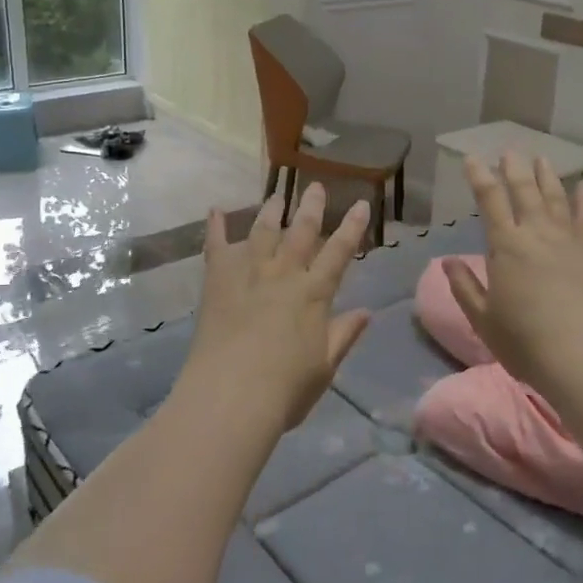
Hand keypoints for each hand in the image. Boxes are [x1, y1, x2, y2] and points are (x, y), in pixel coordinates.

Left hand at [179, 183, 373, 433]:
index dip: (351, 227)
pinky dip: (215, 226)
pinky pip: (216, 246)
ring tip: (277, 195)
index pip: (339, 252)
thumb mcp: (324, 366)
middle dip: (311, 206)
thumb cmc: (285, 389)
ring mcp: (248, 273)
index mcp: (314, 294)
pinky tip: (215, 209)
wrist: (230, 396)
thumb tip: (367, 312)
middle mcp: (283, 274)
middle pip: (300, 231)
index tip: (360, 204)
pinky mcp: (217, 280)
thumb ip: (343, 334)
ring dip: (271, 210)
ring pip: (262, 231)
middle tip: (315, 185)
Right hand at [443, 153, 582, 405]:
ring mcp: (567, 242)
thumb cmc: (524, 341)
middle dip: (514, 169)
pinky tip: (582, 186)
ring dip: (547, 176)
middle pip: (525, 191)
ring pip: (555, 198)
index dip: (480, 177)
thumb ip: (465, 287)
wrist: (582, 358)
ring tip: (542, 158)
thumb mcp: (483, 319)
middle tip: (510, 150)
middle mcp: (536, 234)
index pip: (490, 201)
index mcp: (506, 246)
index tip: (472, 159)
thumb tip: (447, 261)